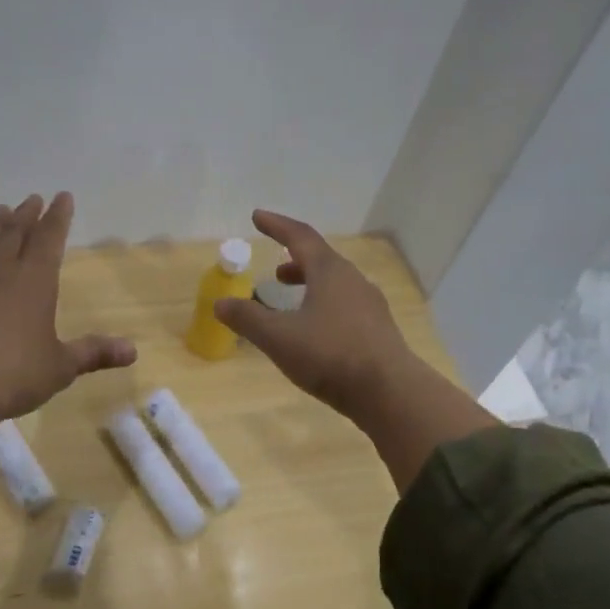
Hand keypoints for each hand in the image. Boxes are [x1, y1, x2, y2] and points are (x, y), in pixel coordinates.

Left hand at [0, 192, 135, 420]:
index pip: (49, 239)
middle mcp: (1, 275)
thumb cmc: (15, 372)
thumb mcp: (61, 366)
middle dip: (26, 215)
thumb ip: (92, 353)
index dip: (58, 217)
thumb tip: (133, 351)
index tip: (62, 196)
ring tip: (0, 212)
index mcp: (34, 281)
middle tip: (31, 198)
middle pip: (15, 235)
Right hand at [215, 209, 498, 490]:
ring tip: (290, 300)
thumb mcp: (279, 337)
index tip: (257, 217)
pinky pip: (345, 306)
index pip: (300, 236)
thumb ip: (248, 319)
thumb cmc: (330, 355)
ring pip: (335, 284)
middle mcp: (353, 280)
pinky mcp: (377, 330)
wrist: (389, 391)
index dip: (277, 225)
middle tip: (275, 270)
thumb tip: (220, 303)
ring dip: (310, 284)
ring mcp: (370, 305)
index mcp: (329, 272)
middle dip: (295, 260)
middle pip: (321, 259)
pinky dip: (324, 305)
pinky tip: (315, 331)